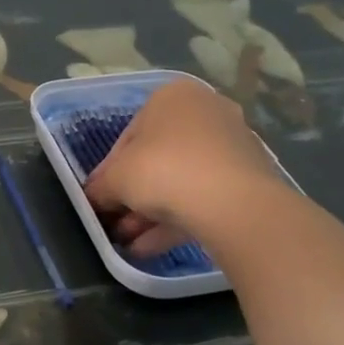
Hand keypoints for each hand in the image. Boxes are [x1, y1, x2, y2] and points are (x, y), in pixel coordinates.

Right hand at [84, 78, 281, 254]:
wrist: (232, 202)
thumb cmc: (163, 170)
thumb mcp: (116, 179)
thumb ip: (101, 188)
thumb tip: (95, 198)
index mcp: (172, 97)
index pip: (129, 137)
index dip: (109, 172)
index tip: (100, 199)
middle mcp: (205, 112)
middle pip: (157, 159)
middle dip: (133, 196)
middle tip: (115, 223)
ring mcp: (231, 146)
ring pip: (180, 181)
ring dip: (150, 213)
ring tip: (129, 243)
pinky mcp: (248, 179)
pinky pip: (203, 197)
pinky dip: (176, 220)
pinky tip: (151, 248)